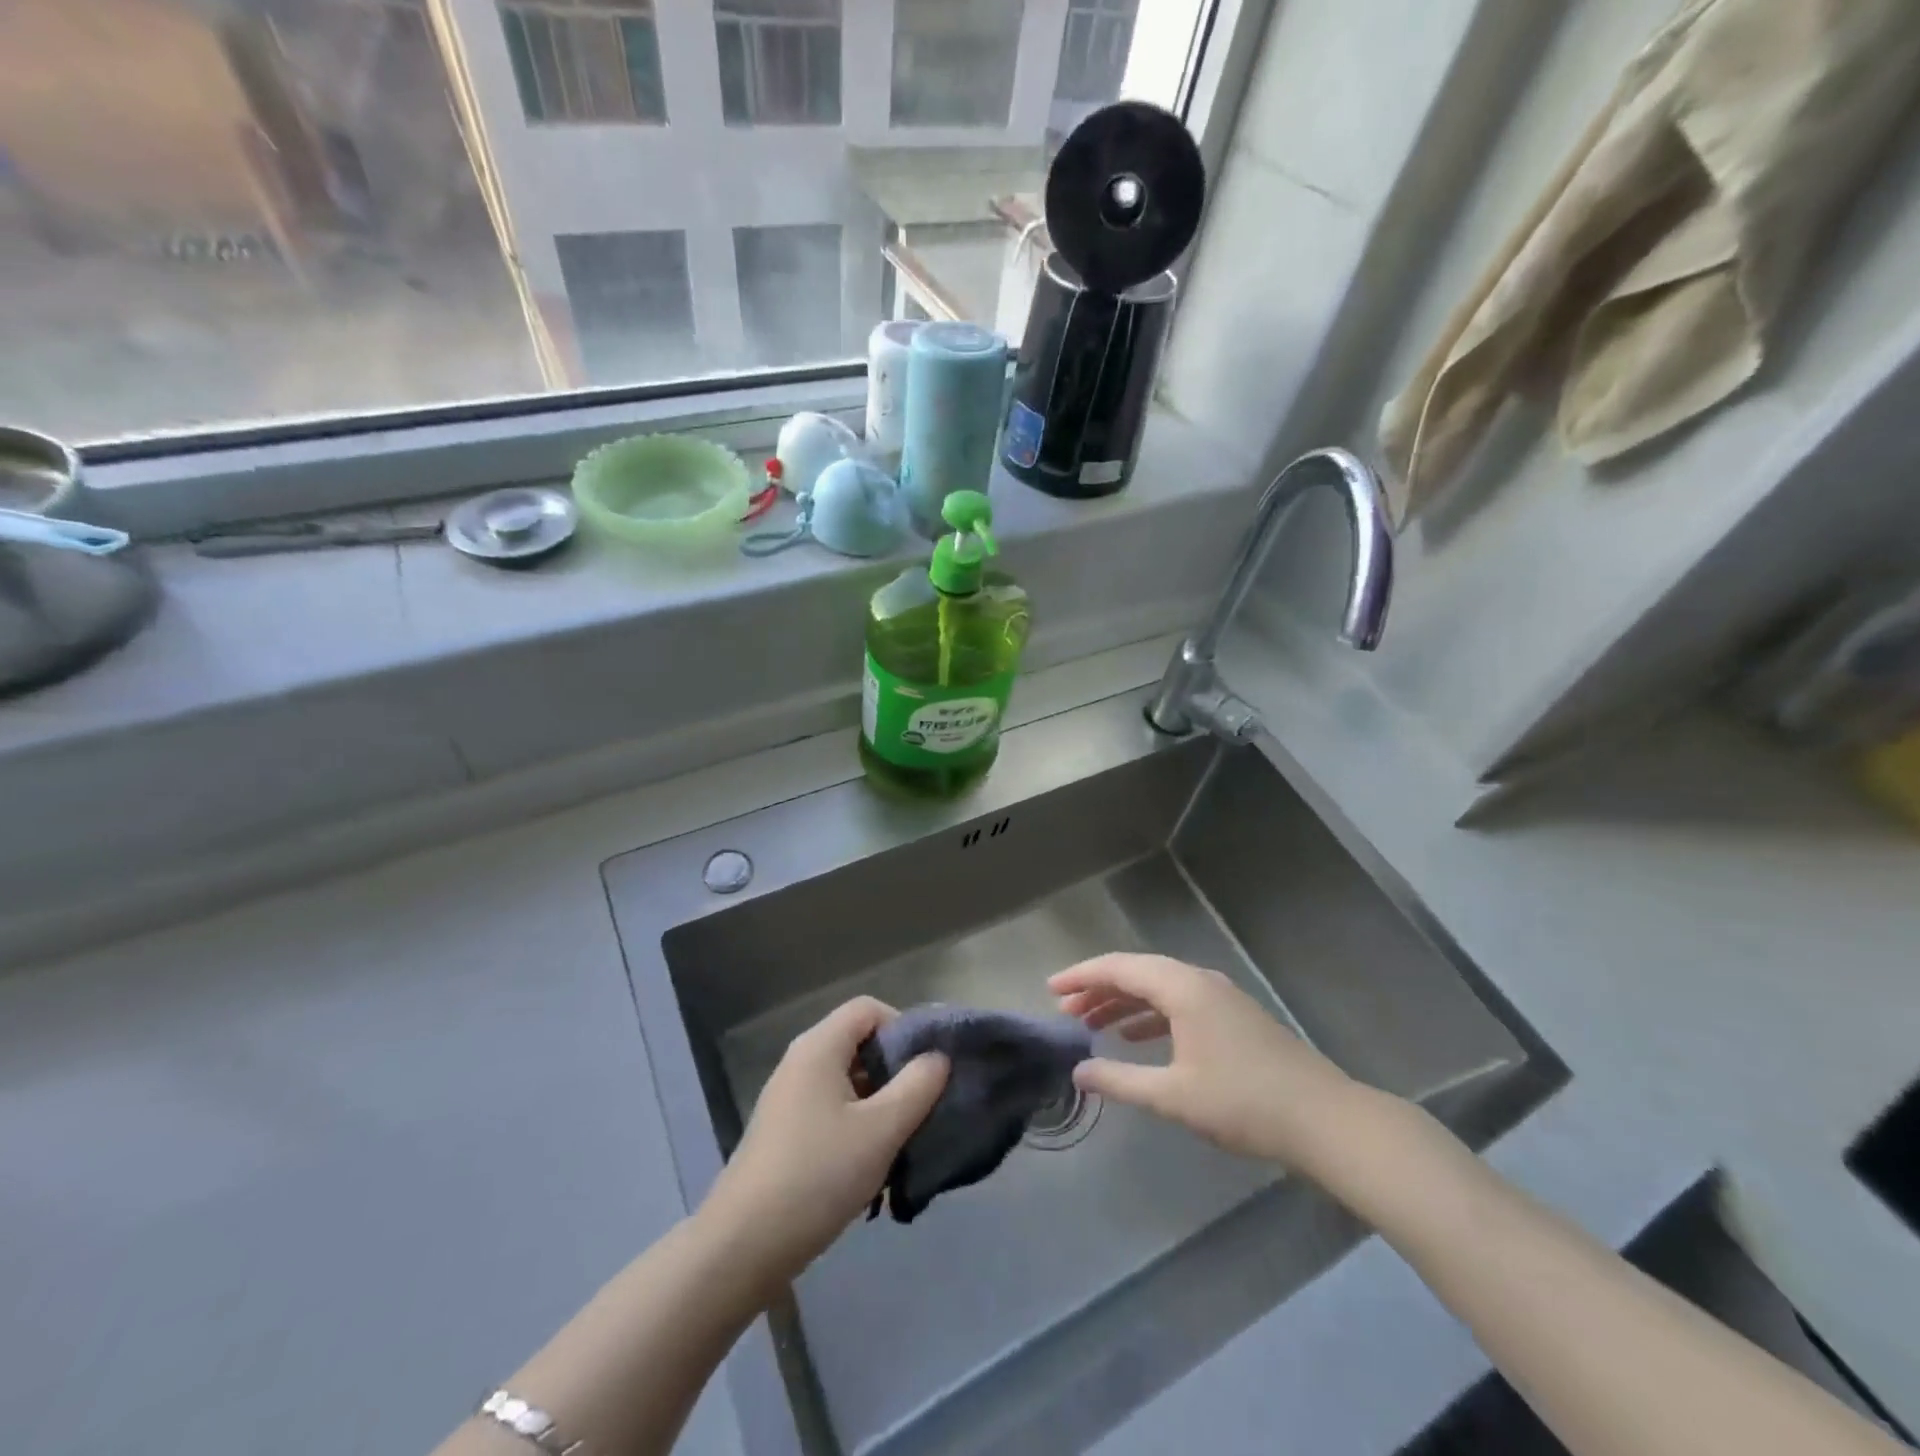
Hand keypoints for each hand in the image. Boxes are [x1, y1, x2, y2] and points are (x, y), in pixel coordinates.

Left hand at [702, 997, 946, 1290]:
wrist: (743, 1246)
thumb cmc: (818, 1175)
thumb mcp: (881, 1130)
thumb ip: (917, 1087)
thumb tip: (938, 1057)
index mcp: (819, 1047)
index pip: (868, 1009)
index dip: (903, 1027)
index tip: (925, 1068)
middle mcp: (800, 1061)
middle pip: (858, 1042)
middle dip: (895, 1068)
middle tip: (921, 1105)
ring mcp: (788, 1097)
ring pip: (847, 1079)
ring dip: (879, 1102)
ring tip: (901, 1139)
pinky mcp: (784, 1131)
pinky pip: (830, 1108)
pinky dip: (856, 1123)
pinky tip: (870, 1164)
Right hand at [1051, 953, 1360, 1172]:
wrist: (1324, 1120)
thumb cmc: (1243, 1103)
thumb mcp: (1173, 1096)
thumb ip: (1120, 1080)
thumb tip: (1079, 1070)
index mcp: (1182, 988)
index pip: (1120, 968)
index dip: (1082, 976)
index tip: (1051, 990)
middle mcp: (1199, 981)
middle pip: (1138, 973)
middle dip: (1100, 989)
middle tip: (1066, 1011)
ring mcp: (1220, 997)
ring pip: (1159, 988)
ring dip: (1124, 1002)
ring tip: (1093, 1024)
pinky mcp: (1234, 1017)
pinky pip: (1179, 1003)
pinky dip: (1151, 1014)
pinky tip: (1138, 1038)